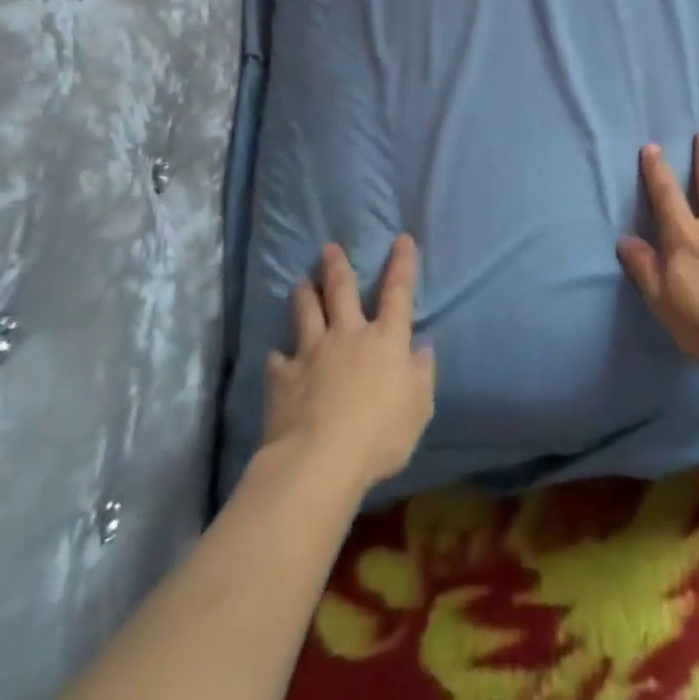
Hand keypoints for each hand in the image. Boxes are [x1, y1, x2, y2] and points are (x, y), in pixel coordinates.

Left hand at [261, 235, 435, 492]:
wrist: (319, 460)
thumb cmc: (380, 435)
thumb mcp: (418, 409)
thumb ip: (421, 375)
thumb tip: (422, 348)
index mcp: (386, 340)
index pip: (398, 293)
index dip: (402, 264)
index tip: (402, 239)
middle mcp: (348, 336)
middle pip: (342, 291)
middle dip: (338, 267)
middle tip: (329, 248)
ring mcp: (312, 353)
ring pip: (307, 313)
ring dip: (305, 295)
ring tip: (301, 281)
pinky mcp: (282, 377)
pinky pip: (278, 359)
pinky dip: (278, 355)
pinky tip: (276, 355)